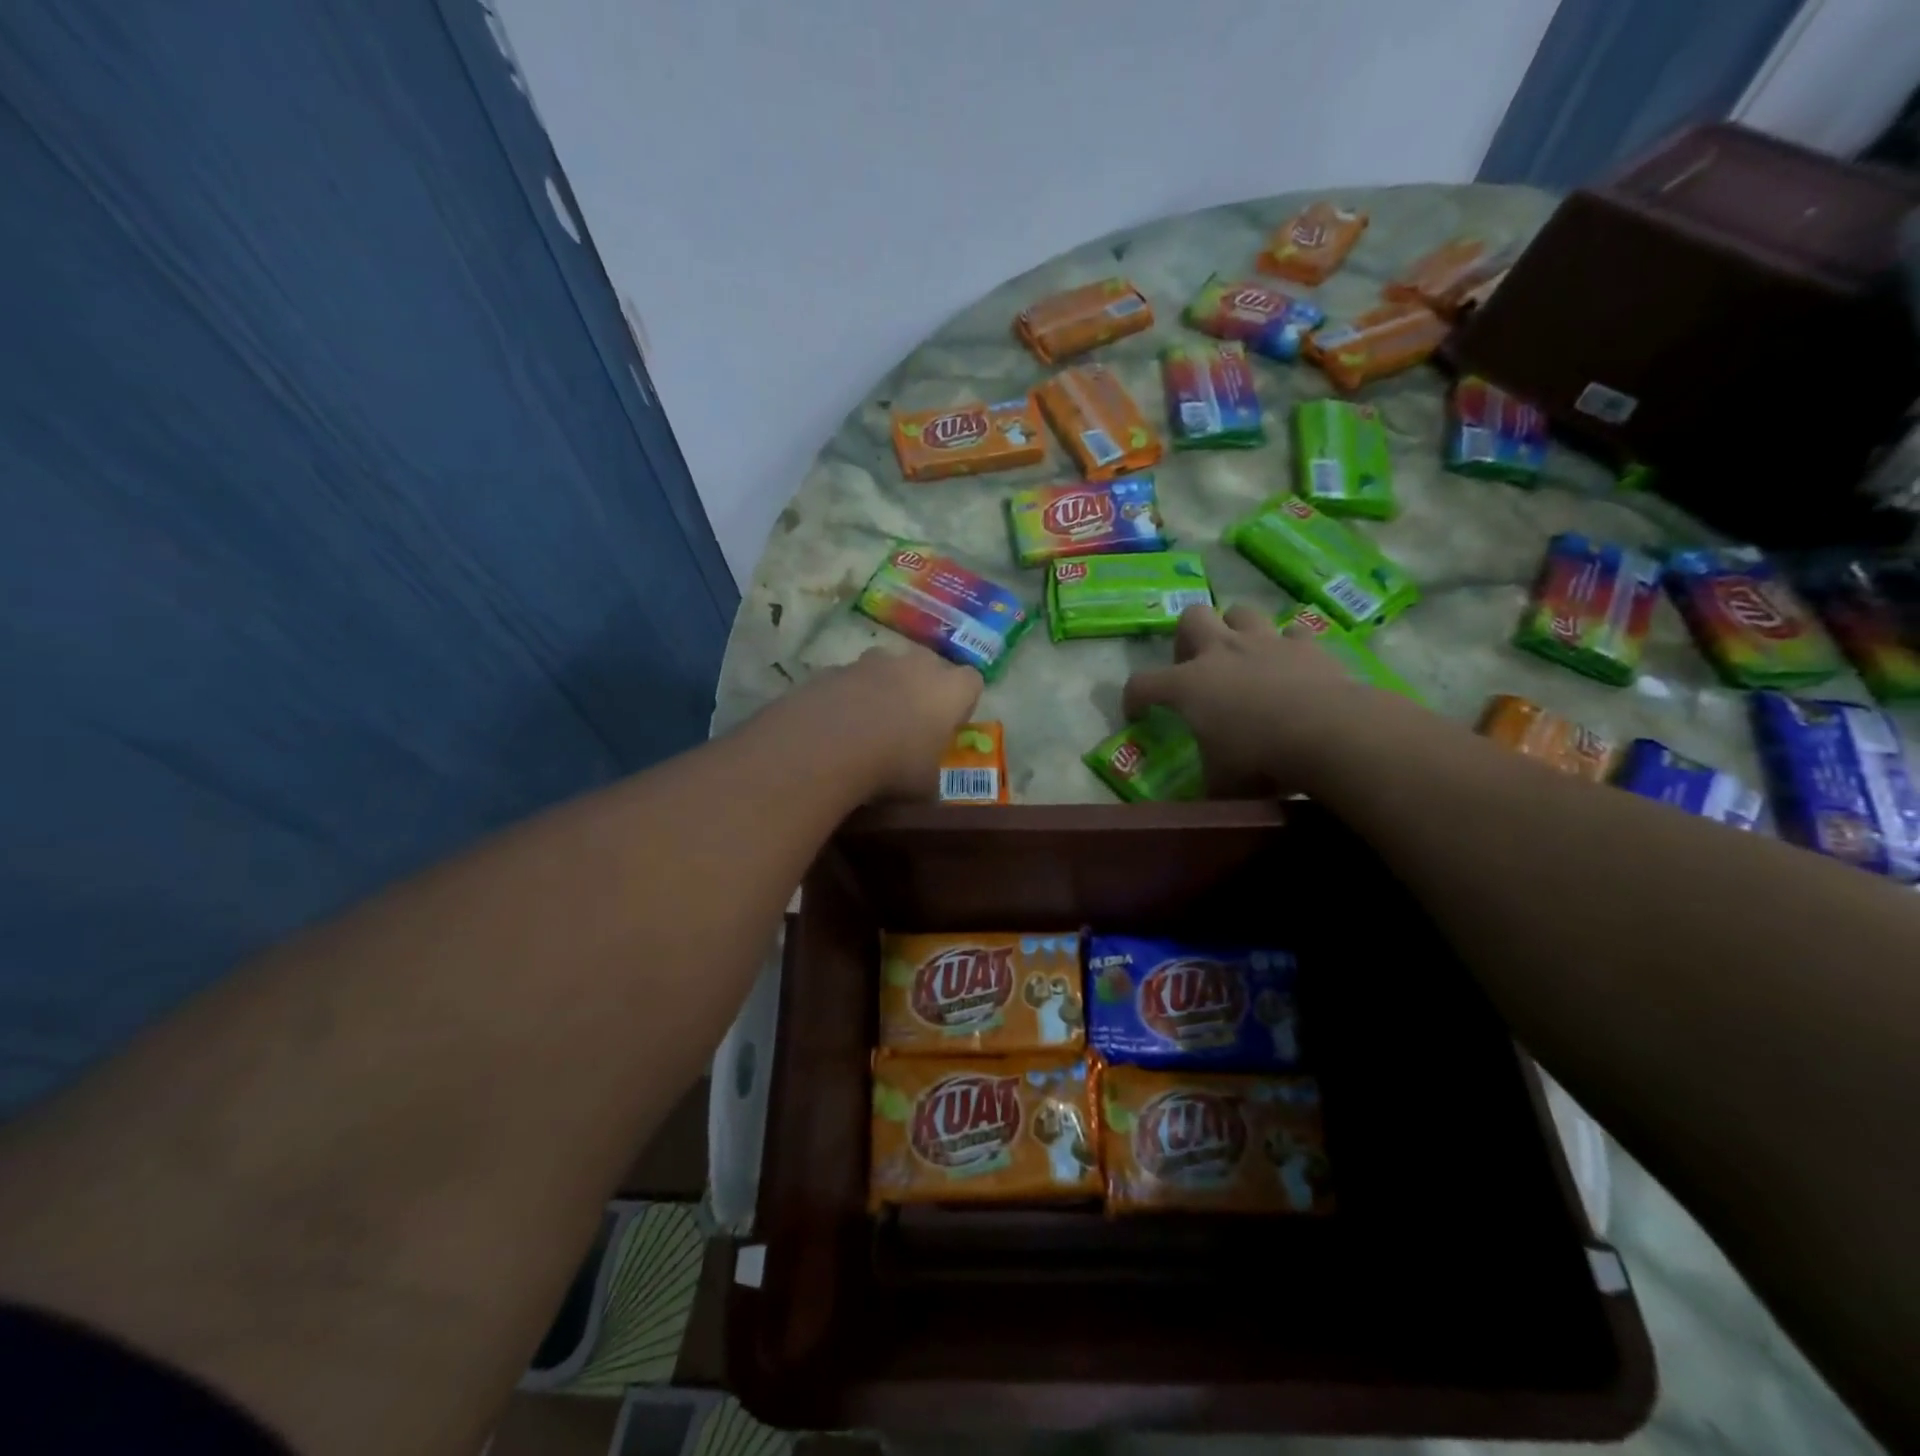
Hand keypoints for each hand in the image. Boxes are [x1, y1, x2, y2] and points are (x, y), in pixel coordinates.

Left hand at [789, 645, 982, 800]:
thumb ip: (931, 777)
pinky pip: (850, 679)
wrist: (827, 745)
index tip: (949, 726)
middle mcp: (916, 664)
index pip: (972, 682)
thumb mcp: (925, 788)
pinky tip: (837, 724)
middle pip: (929, 665)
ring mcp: (872, 661)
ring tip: (869, 723)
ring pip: (887, 667)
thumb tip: (927, 786)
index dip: (962, 703)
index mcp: (950, 690)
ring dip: (883, 687)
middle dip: (923, 687)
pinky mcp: (836, 668)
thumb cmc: (893, 767)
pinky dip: (848, 695)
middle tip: (911, 722)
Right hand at [1123, 603, 1386, 794]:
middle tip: (1195, 667)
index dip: (1133, 698)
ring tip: (1242, 657)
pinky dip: (1288, 645)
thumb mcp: (1222, 783)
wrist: (1328, 732)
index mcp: (1188, 685)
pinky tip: (1291, 664)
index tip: (1139, 715)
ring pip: (1240, 612)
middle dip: (1188, 638)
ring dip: (1236, 629)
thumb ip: (1208, 781)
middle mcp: (1221, 652)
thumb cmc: (1260, 758)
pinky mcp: (1306, 646)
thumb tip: (1206, 795)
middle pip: (1191, 618)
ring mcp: (1265, 643)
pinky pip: (1292, 632)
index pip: (1142, 683)